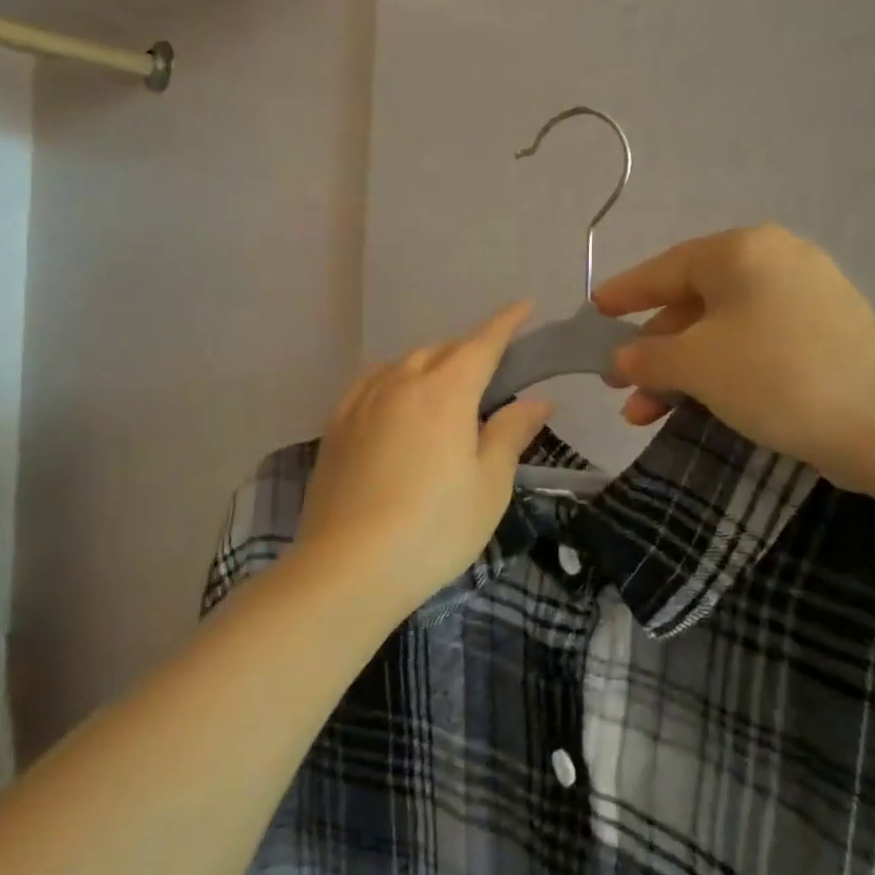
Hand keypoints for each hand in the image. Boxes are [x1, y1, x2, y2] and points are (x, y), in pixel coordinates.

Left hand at [295, 303, 552, 613]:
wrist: (348, 567)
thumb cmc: (434, 528)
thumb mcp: (489, 484)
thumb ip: (511, 433)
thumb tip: (538, 400)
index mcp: (445, 391)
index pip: (482, 343)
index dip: (506, 323)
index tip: (524, 306)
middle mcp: (401, 382)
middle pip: (442, 350)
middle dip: (470, 350)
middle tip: (492, 370)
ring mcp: (362, 401)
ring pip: (404, 363)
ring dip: (431, 364)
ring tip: (445, 387)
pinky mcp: (336, 425)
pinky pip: (371, 383)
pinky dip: (394, 380)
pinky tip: (396, 400)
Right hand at [595, 225, 874, 491]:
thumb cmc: (778, 375)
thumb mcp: (697, 364)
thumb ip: (648, 355)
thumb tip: (622, 357)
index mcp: (742, 252)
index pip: (665, 268)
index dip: (624, 292)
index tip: (592, 311)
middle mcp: (774, 262)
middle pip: (692, 303)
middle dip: (651, 350)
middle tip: (619, 384)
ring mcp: (805, 298)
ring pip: (721, 331)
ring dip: (681, 371)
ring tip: (645, 415)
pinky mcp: (824, 336)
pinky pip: (753, 346)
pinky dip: (719, 373)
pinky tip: (697, 406)